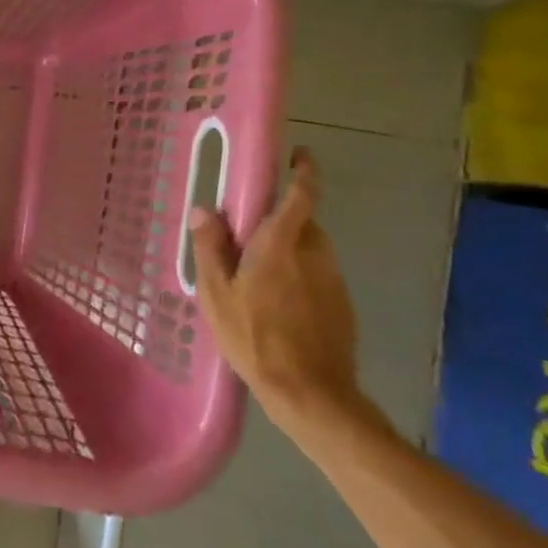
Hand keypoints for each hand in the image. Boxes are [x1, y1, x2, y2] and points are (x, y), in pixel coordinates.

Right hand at [189, 147, 363, 431]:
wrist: (310, 392)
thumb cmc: (254, 337)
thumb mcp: (216, 293)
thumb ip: (211, 248)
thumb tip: (205, 210)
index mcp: (281, 246)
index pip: (301, 196)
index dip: (303, 172)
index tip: (298, 156)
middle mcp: (314, 255)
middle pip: (304, 222)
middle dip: (282, 218)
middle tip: (249, 233)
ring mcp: (333, 281)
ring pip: (311, 248)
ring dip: (289, 248)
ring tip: (257, 273)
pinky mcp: (341, 305)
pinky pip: (317, 274)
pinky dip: (299, 274)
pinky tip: (276, 302)